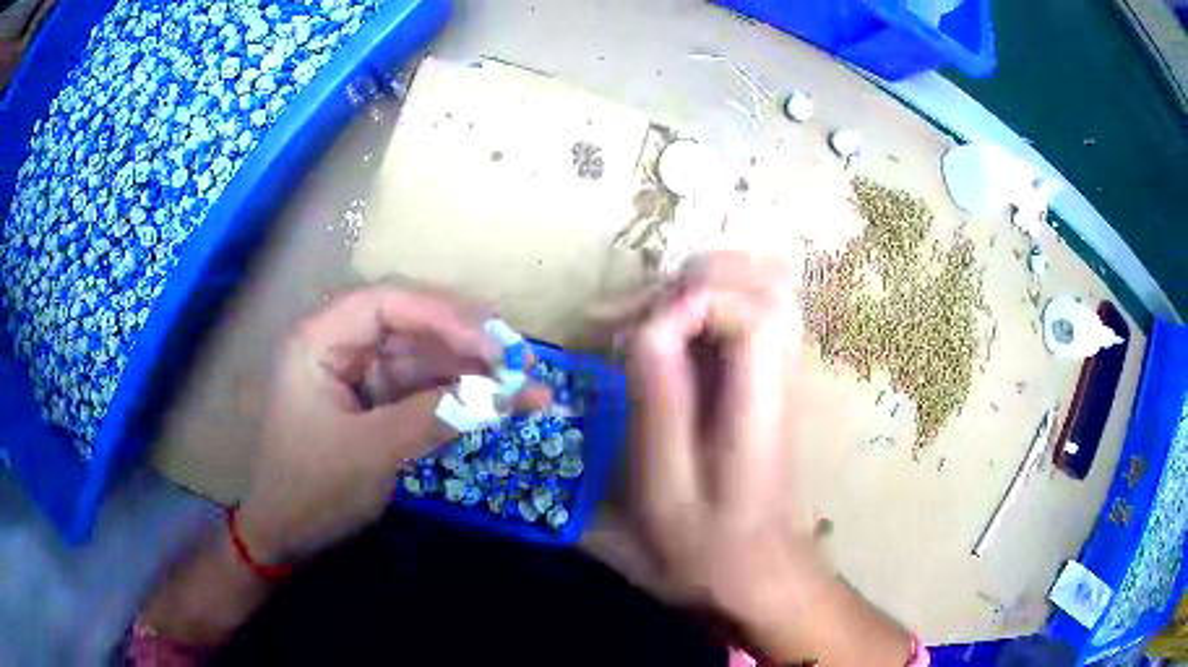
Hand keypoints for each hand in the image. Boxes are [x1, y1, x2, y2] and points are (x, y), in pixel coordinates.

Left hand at [237, 284, 546, 563]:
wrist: (288, 534)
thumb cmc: (312, 489)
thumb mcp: (370, 453)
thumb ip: (434, 417)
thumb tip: (502, 395)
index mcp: (318, 340)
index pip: (384, 304)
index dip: (440, 314)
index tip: (490, 343)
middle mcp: (339, 345)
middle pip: (410, 325)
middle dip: (464, 343)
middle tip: (518, 362)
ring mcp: (359, 373)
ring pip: (422, 357)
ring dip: (470, 372)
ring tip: (525, 387)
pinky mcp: (375, 401)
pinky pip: (421, 387)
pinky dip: (457, 396)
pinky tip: (496, 403)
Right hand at [612, 252, 909, 664]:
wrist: (761, 571)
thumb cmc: (709, 544)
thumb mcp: (667, 488)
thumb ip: (659, 404)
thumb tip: (646, 328)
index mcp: (762, 403)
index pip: (752, 312)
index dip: (693, 302)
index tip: (639, 333)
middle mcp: (784, 373)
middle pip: (766, 282)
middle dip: (693, 278)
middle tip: (632, 311)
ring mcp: (784, 372)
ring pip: (763, 289)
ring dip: (700, 284)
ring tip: (644, 310)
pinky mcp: (771, 380)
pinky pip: (751, 312)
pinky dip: (708, 303)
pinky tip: (668, 327)